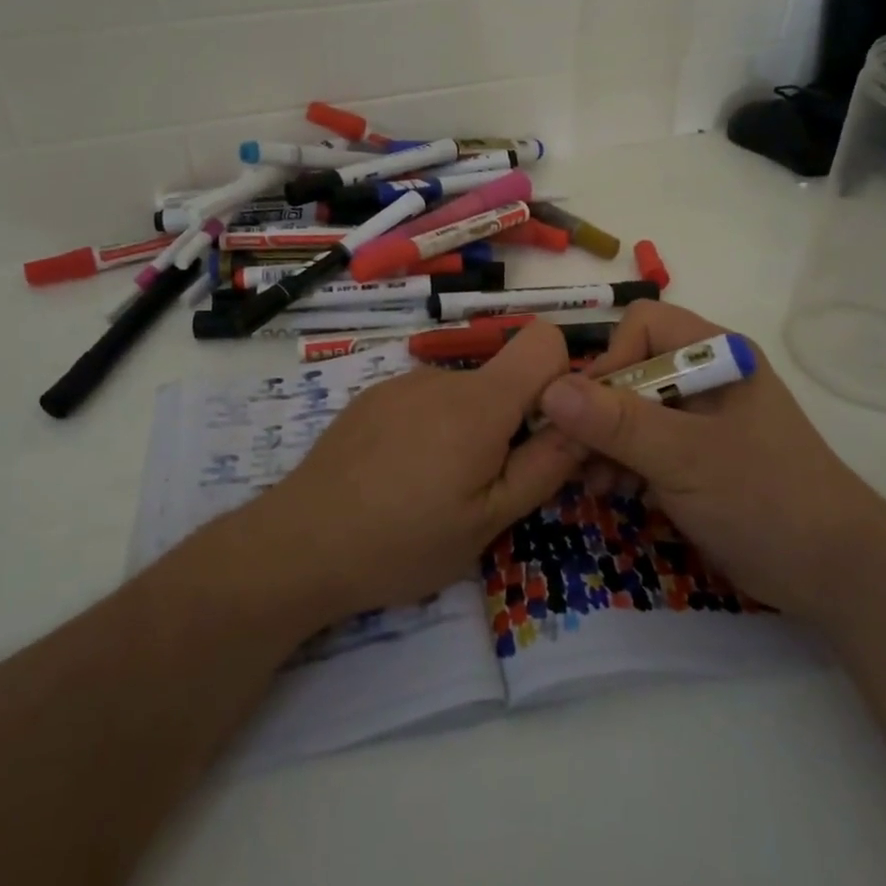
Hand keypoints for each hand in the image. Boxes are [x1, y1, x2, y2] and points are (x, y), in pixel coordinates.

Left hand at [240, 321, 585, 623]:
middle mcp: (442, 376)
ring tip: (436, 489)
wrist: (300, 544)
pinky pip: (424, 401)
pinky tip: (399, 478)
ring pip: (463, 394)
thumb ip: (546, 466)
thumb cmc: (404, 541)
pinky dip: (430, 430)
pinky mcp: (371, 398)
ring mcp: (401, 383)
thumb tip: (585, 421)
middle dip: (512, 421)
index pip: (544, 341)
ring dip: (468, 430)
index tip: (546, 432)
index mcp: (480, 401)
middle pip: (503, 377)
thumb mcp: (489, 520)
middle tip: (487, 486)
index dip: (560, 379)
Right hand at [536, 300, 885, 624]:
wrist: (836, 575)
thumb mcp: (685, 459)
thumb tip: (549, 390)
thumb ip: (617, 423)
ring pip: (632, 410)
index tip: (590, 413)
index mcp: (716, 355)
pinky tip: (613, 491)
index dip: (611, 361)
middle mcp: (706, 377)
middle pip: (632, 369)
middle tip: (574, 457)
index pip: (642, 327)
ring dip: (605, 442)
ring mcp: (702, 419)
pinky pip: (645, 444)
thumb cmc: (765, 499)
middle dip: (598, 412)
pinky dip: (623, 463)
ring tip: (593, 482)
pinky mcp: (698, 456)